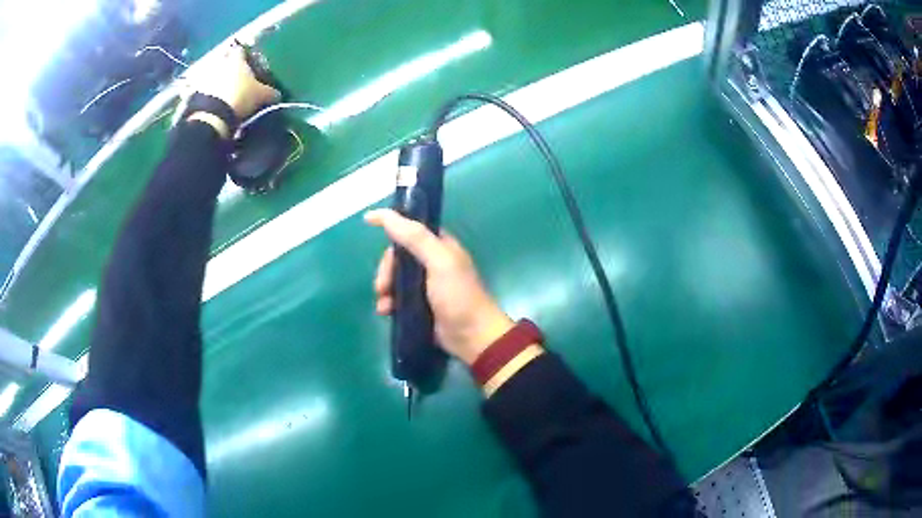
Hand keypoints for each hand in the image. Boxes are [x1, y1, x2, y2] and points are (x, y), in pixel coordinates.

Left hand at [191, 44, 278, 118]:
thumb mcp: (261, 96)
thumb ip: (270, 92)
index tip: (249, 64)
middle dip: (229, 68)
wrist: (211, 117)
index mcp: (236, 59)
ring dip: (217, 81)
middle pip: (225, 61)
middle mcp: (219, 62)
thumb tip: (278, 94)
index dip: (245, 56)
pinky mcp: (193, 92)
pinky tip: (213, 104)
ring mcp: (204, 77)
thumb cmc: (240, 98)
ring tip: (223, 94)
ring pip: (213, 75)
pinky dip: (207, 95)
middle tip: (236, 79)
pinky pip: (202, 90)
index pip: (241, 50)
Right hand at [366, 209, 513, 365]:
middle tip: (382, 287)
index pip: (409, 230)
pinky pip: (397, 298)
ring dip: (384, 289)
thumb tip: (385, 214)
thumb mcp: (439, 261)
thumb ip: (414, 237)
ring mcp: (425, 286)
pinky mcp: (419, 306)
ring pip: (395, 278)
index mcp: (440, 246)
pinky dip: (388, 303)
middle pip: (398, 256)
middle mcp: (432, 262)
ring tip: (384, 304)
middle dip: (386, 270)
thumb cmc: (458, 295)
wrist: (472, 337)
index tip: (367, 222)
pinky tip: (385, 312)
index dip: (391, 226)